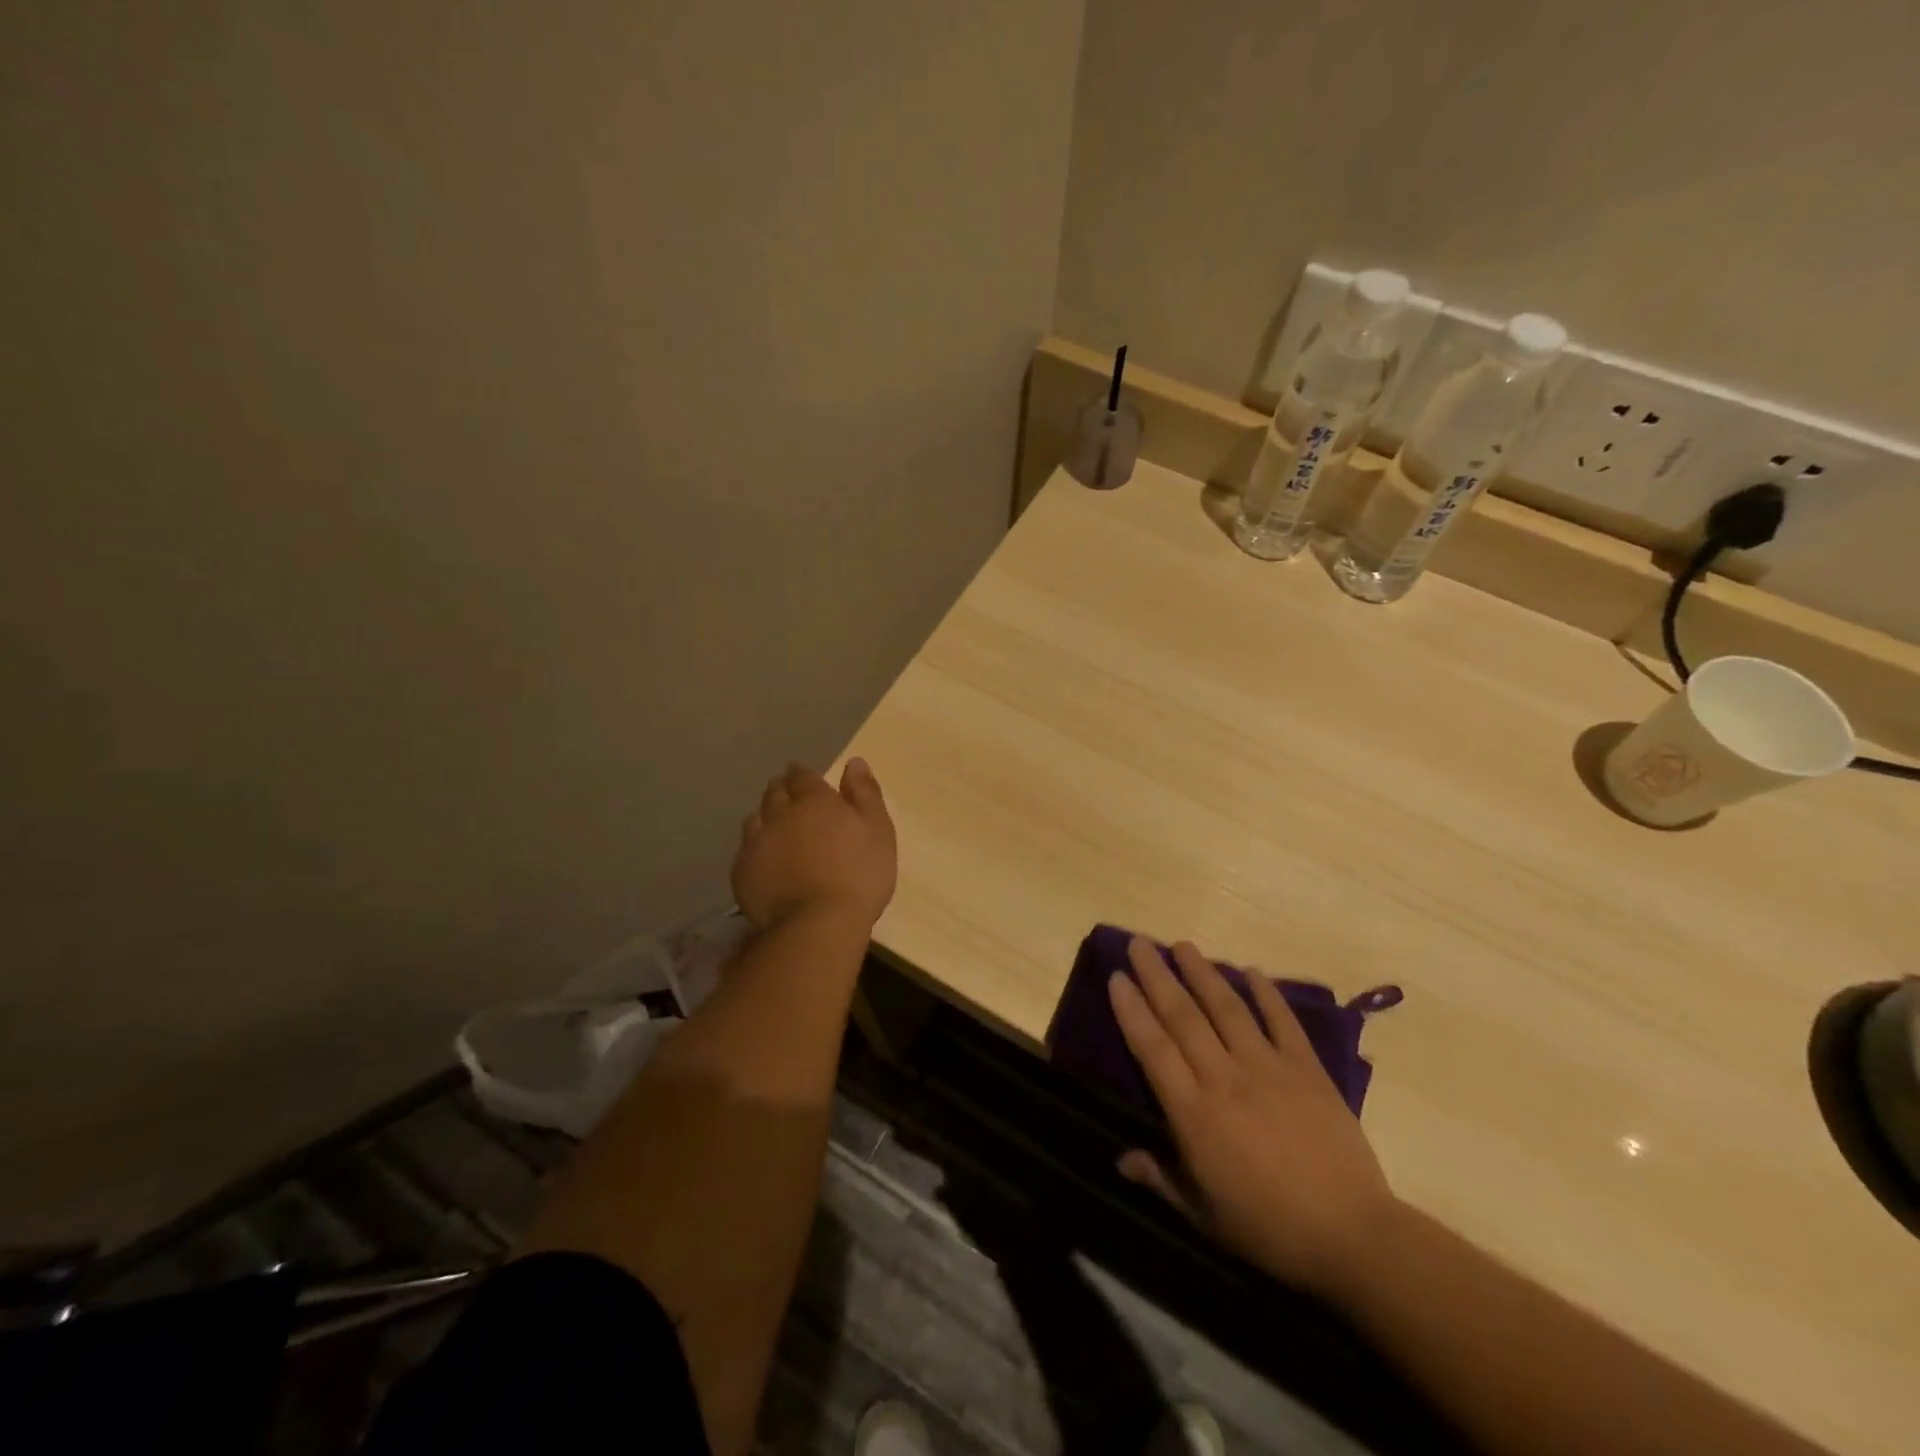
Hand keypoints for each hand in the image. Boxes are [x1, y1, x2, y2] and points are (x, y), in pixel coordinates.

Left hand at [731, 759, 895, 931]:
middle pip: (774, 793)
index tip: (802, 775)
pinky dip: (753, 849)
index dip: (801, 774)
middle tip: (787, 794)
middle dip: (781, 789)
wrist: (818, 924)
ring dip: (764, 817)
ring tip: (772, 825)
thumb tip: (854, 763)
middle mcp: (779, 815)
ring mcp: (756, 844)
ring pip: (755, 820)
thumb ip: (865, 794)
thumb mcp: (878, 830)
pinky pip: (744, 851)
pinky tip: (761, 859)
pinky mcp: (742, 873)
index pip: (801, 776)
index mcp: (814, 801)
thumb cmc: (859, 874)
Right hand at [1108, 937, 1399, 1298]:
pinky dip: (1266, 994)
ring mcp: (1268, 1069)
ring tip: (1183, 944)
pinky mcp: (1307, 1070)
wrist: (1353, 1237)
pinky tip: (1252, 971)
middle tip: (1139, 943)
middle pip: (1183, 1016)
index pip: (1152, 1048)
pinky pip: (1282, 1023)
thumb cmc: (1269, 1230)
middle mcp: (1225, 1079)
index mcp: (1194, 1114)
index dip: (1132, 1010)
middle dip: (1157, 976)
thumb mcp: (1203, 1215)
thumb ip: (1160, 1179)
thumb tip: (1120, 1158)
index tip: (1117, 977)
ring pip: (1227, 1009)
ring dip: (1203, 972)